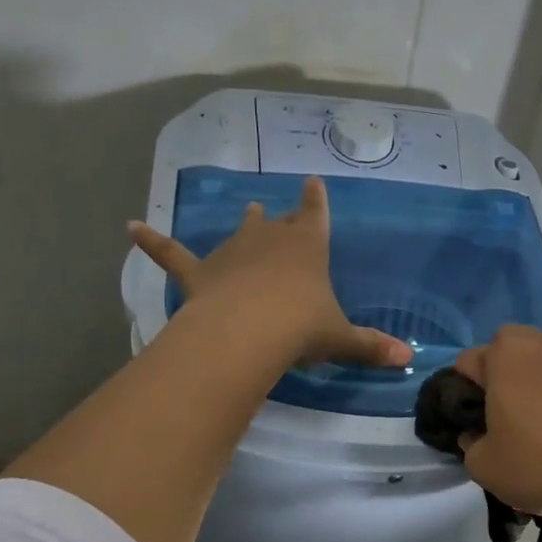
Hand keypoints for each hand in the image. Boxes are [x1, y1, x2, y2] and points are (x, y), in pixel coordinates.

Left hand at [129, 178, 410, 369]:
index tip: (314, 181)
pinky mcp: (198, 273)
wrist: (248, 331)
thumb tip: (410, 360)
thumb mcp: (341, 338)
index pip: (315, 213)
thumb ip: (371, 346)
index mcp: (308, 246)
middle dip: (283, 218)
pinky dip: (151, 242)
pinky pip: (171, 254)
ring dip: (244, 224)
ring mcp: (231, 252)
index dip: (316, 199)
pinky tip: (131, 228)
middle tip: (281, 212)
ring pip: (239, 231)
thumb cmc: (301, 327)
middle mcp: (269, 239)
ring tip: (247, 209)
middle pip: (278, 222)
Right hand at [452, 326, 541, 519]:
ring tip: (536, 430)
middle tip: (501, 423)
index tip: (473, 426)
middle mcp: (538, 342)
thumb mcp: (483, 466)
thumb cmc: (539, 462)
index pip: (466, 364)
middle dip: (498, 382)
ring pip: (536, 367)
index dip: (462, 396)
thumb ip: (468, 444)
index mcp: (503, 353)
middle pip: (504, 356)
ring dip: (530, 388)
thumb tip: (477, 435)